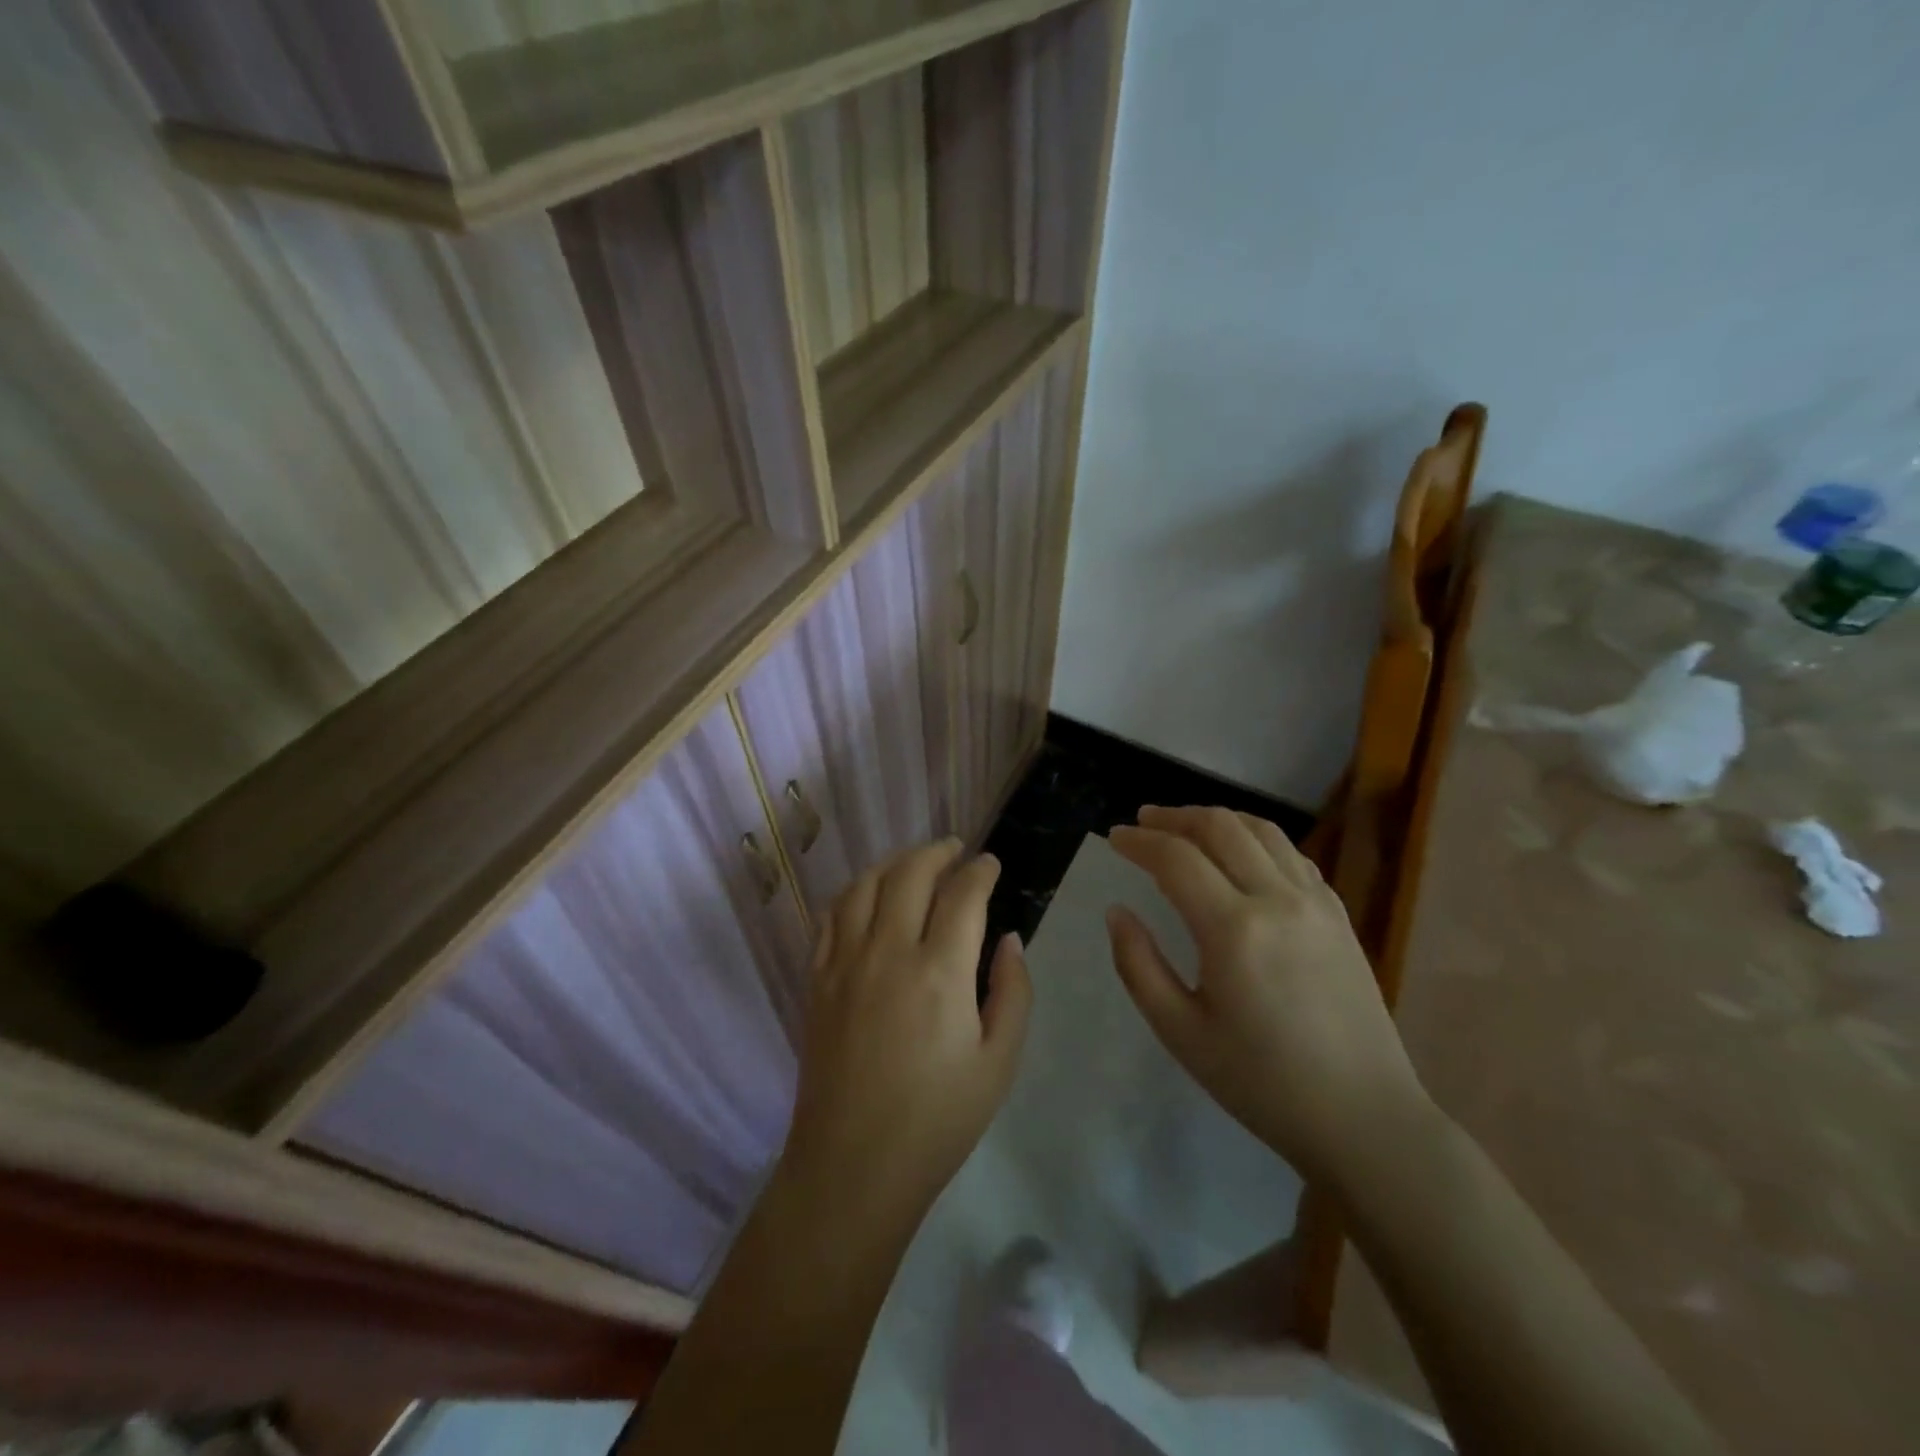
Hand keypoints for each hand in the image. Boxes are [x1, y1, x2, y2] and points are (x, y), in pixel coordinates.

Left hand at [777, 839, 1030, 1233]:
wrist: (854, 1165)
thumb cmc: (938, 1119)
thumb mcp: (999, 1063)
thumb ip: (1012, 992)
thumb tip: (1010, 939)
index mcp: (940, 971)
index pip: (963, 894)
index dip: (981, 870)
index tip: (991, 864)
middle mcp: (888, 952)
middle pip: (910, 873)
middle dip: (938, 851)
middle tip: (956, 850)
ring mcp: (845, 962)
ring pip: (865, 885)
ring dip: (894, 862)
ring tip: (914, 862)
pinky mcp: (818, 979)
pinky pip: (831, 915)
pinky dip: (853, 892)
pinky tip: (867, 895)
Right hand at [1106, 806, 1430, 1184]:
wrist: (1363, 1118)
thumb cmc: (1261, 1083)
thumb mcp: (1180, 1032)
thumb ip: (1138, 965)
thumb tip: (1117, 912)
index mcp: (1233, 930)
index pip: (1176, 858)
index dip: (1140, 841)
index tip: (1115, 838)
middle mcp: (1278, 900)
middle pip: (1220, 827)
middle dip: (1175, 817)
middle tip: (1145, 822)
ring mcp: (1317, 903)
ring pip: (1262, 830)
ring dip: (1217, 820)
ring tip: (1187, 828)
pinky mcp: (1340, 915)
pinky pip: (1292, 855)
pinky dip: (1256, 840)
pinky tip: (1241, 857)